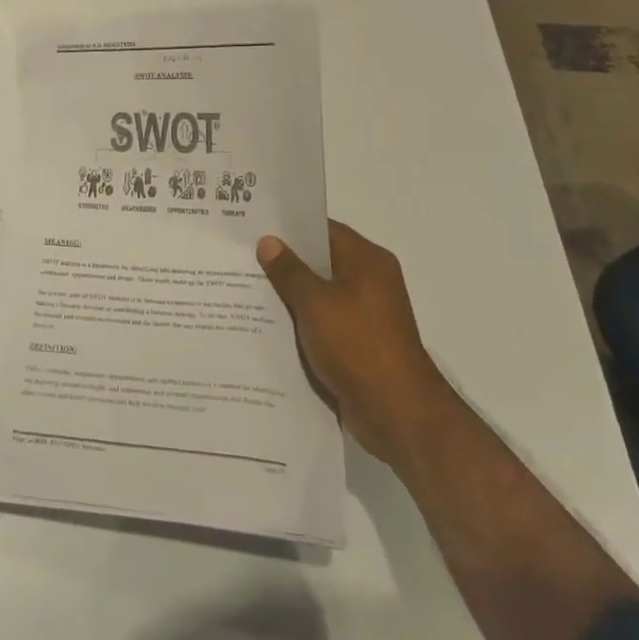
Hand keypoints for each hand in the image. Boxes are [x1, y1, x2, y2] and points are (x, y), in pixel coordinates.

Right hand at [257, 220, 444, 464]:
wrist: (397, 412)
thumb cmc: (357, 345)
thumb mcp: (315, 303)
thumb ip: (289, 271)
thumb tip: (268, 241)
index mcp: (367, 260)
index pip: (323, 230)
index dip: (289, 227)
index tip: (254, 227)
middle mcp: (370, 281)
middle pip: (321, 262)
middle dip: (284, 262)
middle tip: (241, 258)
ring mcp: (366, 315)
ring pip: (320, 295)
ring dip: (290, 296)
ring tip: (244, 290)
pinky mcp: (359, 344)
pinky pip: (324, 323)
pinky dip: (301, 323)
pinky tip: (267, 327)